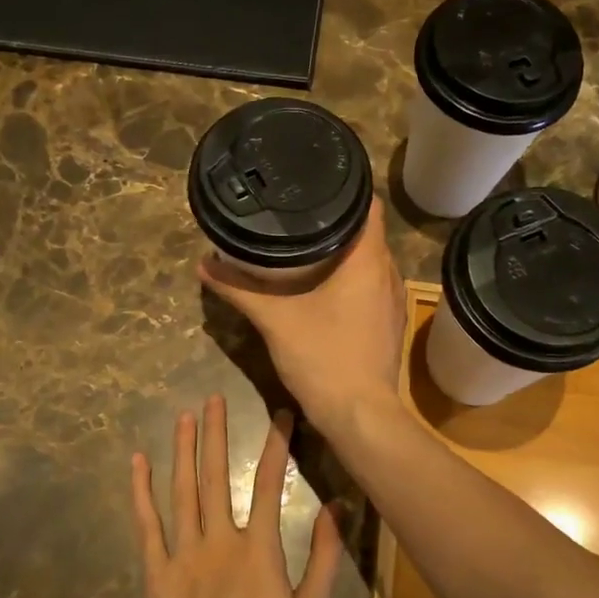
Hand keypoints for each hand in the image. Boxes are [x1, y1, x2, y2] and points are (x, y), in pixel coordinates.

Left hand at [130, 395, 341, 597]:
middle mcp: (220, 539)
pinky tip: (137, 463)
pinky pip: (147, 525)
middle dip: (216, 433)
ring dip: (183, 450)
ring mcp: (184, 553)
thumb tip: (337, 507)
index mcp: (259, 548)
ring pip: (182, 490)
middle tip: (213, 398)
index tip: (280, 414)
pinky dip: (141, 492)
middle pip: (216, 475)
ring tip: (183, 416)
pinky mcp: (156, 572)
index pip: (270, 482)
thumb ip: (325, 558)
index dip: (276, 444)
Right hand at [198, 198, 404, 433]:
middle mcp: (389, 273)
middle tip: (301, 213)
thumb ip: (240, 289)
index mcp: (369, 260)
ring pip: (371, 262)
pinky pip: (373, 286)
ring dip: (346, 252)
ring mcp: (394, 301)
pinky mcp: (390, 324)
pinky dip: (353, 279)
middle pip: (368, 232)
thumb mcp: (275, 320)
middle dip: (337, 221)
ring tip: (310, 244)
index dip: (346, 189)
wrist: (360, 415)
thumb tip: (204, 265)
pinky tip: (328, 286)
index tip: (316, 183)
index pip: (367, 205)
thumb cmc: (323, 357)